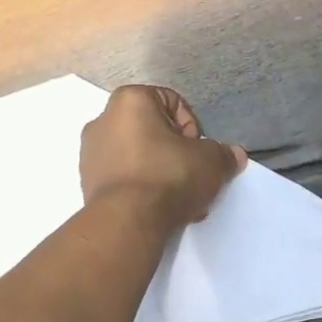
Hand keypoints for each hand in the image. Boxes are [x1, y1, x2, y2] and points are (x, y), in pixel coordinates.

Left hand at [81, 85, 246, 227]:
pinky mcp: (88, 182)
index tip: (199, 153)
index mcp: (130, 101)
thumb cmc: (169, 176)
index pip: (172, 101)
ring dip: (161, 173)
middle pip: (153, 132)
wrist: (128, 221)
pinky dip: (143, 188)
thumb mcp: (210, 162)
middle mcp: (103, 119)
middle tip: (192, 178)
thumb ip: (223, 154)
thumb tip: (234, 155)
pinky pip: (125, 178)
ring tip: (179, 200)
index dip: (193, 128)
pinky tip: (160, 209)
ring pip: (139, 157)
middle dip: (177, 154)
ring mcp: (91, 153)